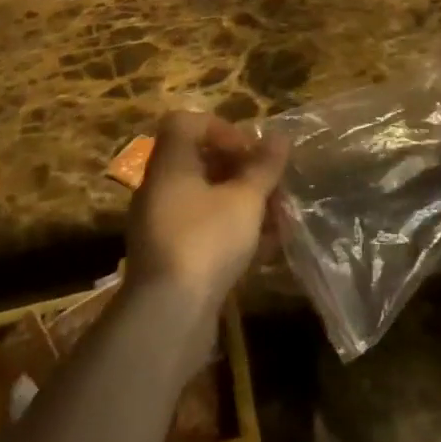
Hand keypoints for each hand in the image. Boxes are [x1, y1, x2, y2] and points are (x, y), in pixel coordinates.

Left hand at [126, 112, 288, 312]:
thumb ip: (263, 166)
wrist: (167, 318)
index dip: (221, 128)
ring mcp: (163, 225)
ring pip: (206, 199)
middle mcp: (160, 189)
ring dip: (242, 202)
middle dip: (241, 169)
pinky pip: (204, 230)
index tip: (250, 150)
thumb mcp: (245, 199)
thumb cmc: (206, 241)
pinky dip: (233, 231)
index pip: (186, 123)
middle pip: (199, 161)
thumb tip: (280, 137)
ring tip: (278, 216)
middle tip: (271, 183)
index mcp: (170, 164)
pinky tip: (266, 247)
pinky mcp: (171, 259)